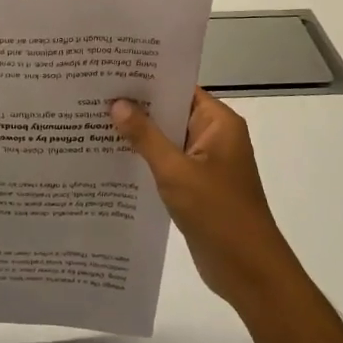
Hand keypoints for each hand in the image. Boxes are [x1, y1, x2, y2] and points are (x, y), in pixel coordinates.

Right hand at [112, 89, 299, 317]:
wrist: (249, 271)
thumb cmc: (218, 213)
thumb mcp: (176, 171)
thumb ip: (145, 136)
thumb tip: (117, 103)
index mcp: (218, 123)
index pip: (179, 87)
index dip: (147, 78)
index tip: (111, 70)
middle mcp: (214, 136)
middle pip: (170, 111)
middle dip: (136, 106)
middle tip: (93, 93)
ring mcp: (205, 163)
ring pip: (166, 138)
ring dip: (138, 134)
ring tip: (93, 120)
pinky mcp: (196, 186)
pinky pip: (166, 162)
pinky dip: (144, 159)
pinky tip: (111, 156)